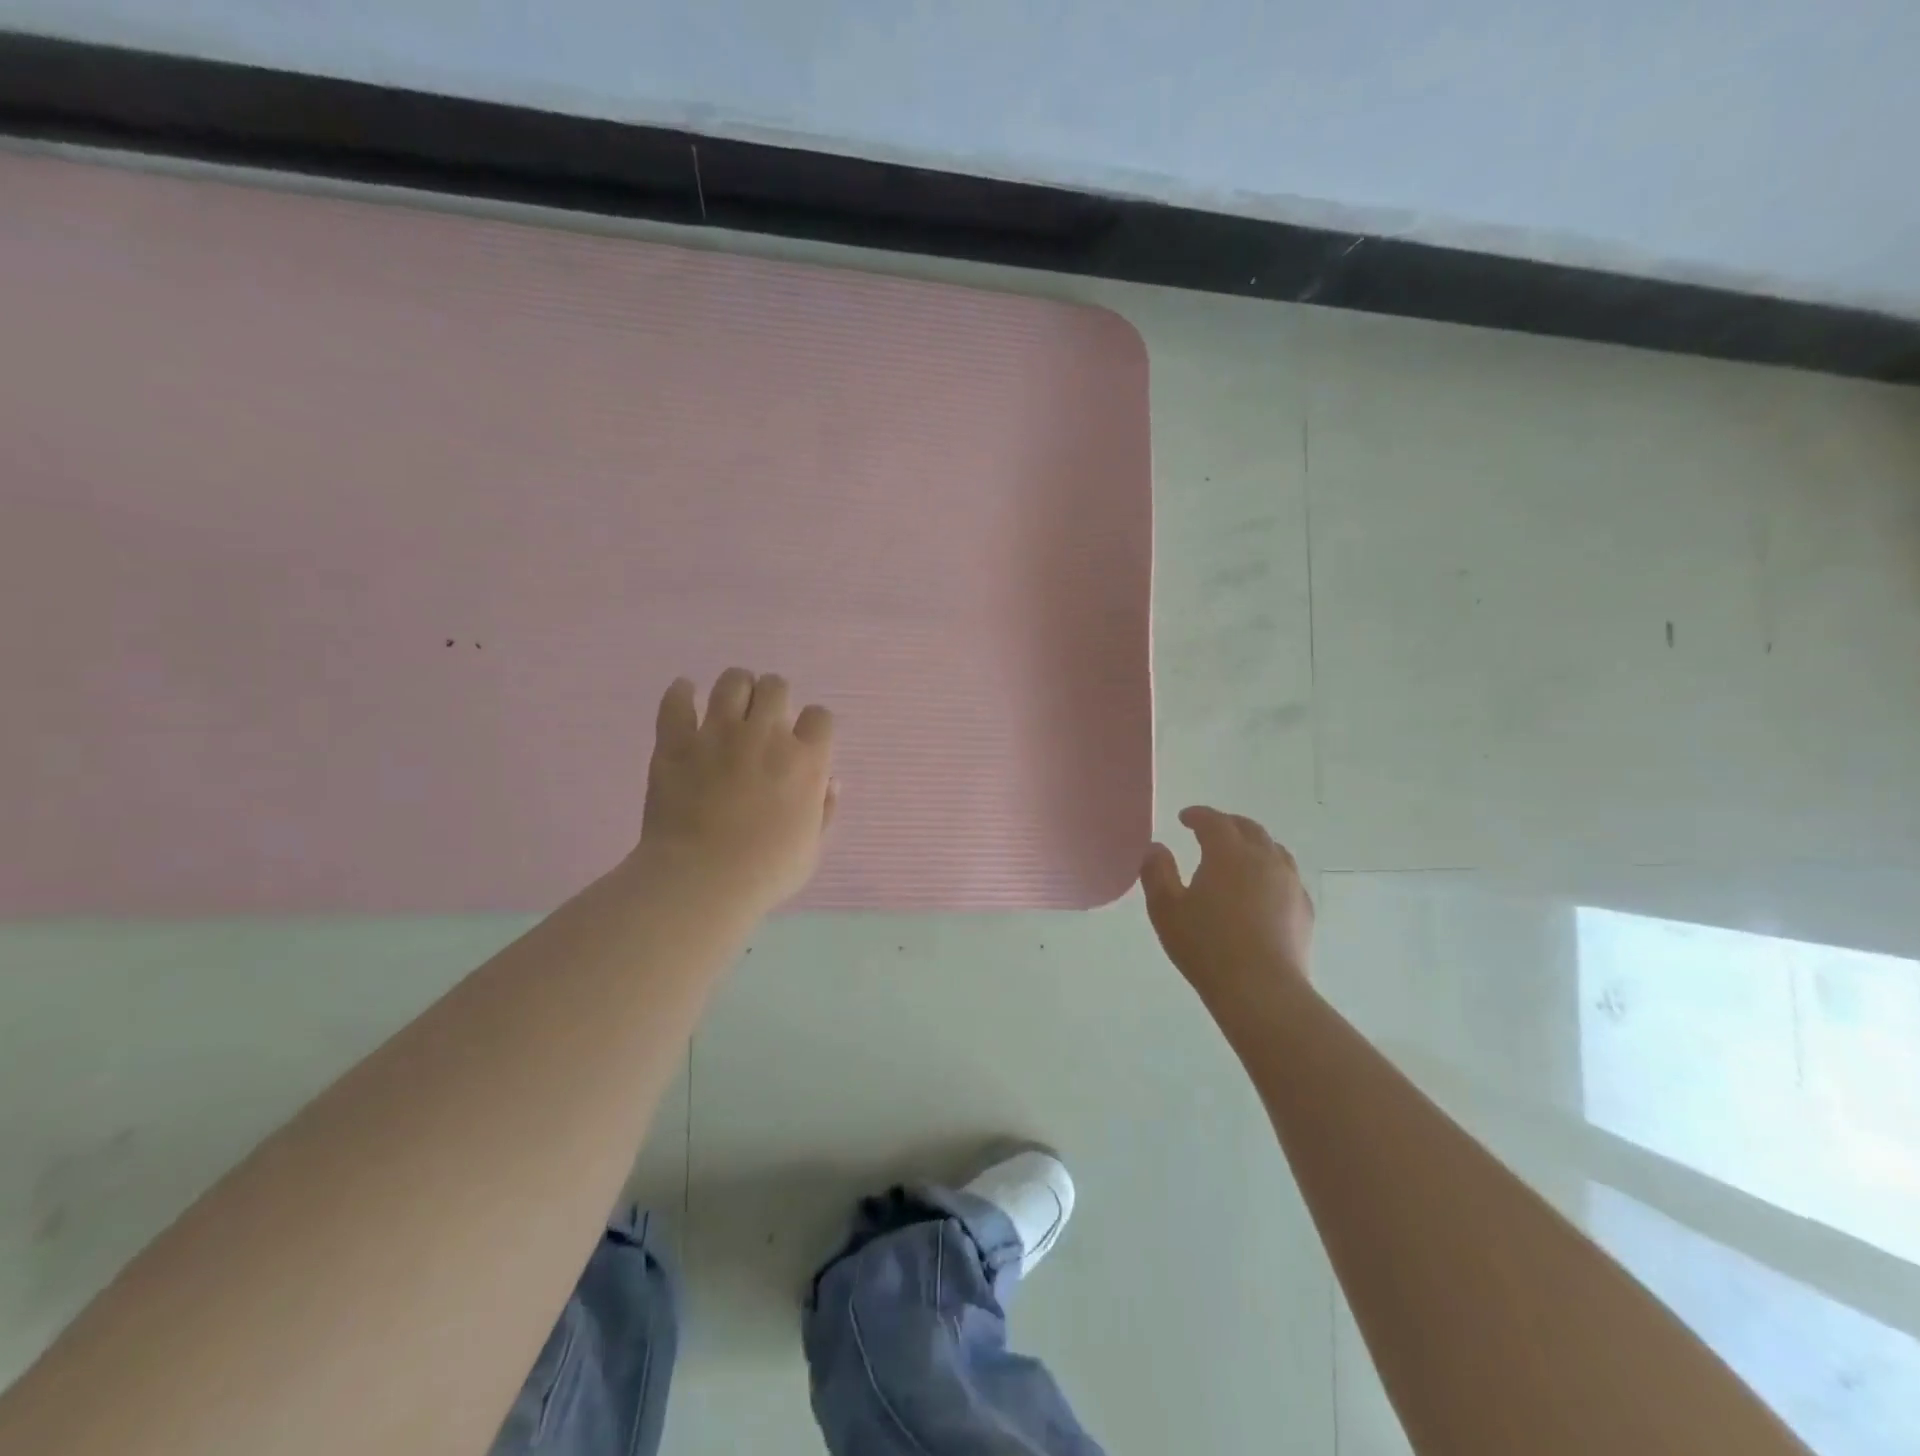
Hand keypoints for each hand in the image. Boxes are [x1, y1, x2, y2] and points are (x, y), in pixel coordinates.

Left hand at [630, 669, 836, 916]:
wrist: (701, 880)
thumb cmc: (766, 872)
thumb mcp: (811, 848)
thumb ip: (824, 810)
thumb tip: (830, 781)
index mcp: (805, 761)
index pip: (820, 717)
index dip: (813, 725)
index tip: (805, 739)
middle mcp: (766, 736)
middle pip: (776, 687)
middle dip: (775, 697)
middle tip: (766, 718)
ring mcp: (718, 734)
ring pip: (732, 682)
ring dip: (737, 687)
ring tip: (732, 703)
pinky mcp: (676, 743)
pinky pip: (677, 701)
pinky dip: (681, 693)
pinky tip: (685, 694)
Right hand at [1140, 807, 1313, 1015]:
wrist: (1261, 990)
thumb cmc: (1206, 946)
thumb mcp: (1166, 909)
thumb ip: (1157, 873)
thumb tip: (1156, 848)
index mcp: (1228, 853)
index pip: (1214, 821)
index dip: (1198, 815)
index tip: (1184, 818)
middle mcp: (1264, 859)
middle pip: (1249, 828)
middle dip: (1228, 824)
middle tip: (1210, 830)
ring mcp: (1289, 883)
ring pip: (1273, 850)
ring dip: (1253, 844)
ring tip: (1239, 855)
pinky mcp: (1303, 909)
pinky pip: (1287, 876)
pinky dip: (1271, 871)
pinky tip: (1262, 889)